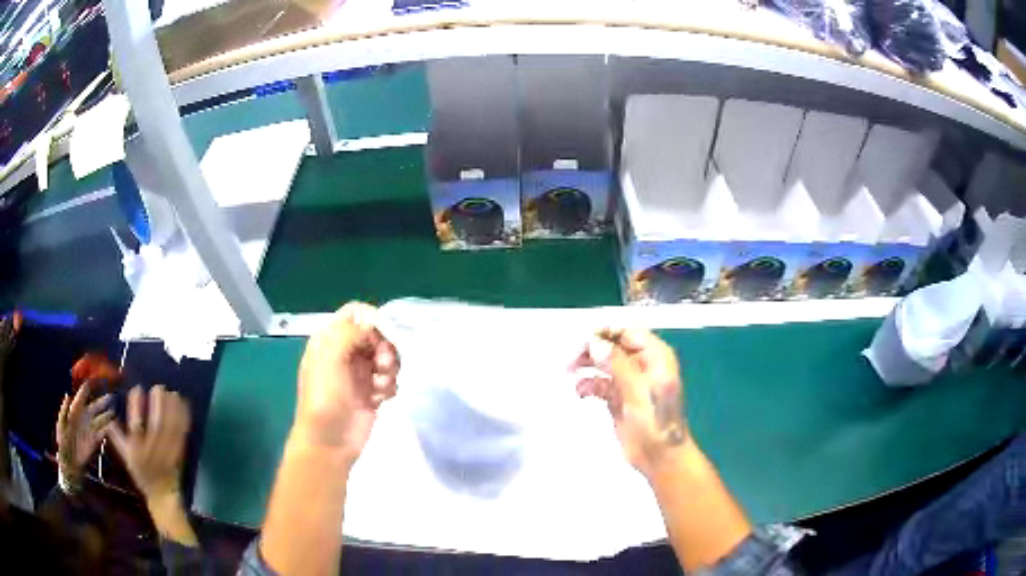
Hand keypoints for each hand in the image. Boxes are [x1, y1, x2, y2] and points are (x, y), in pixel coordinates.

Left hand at [56, 379, 113, 481]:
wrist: (70, 463)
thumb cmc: (63, 442)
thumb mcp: (61, 425)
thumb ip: (64, 410)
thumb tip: (68, 395)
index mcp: (75, 410)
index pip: (82, 395)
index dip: (88, 387)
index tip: (96, 379)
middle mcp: (84, 417)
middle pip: (95, 406)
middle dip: (103, 401)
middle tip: (111, 396)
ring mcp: (90, 429)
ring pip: (100, 419)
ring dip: (107, 415)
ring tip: (114, 410)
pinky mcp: (95, 441)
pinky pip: (102, 433)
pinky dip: (108, 429)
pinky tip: (113, 426)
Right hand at [106, 385, 190, 503]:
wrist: (161, 495)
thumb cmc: (141, 473)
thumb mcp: (125, 456)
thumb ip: (116, 436)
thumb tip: (107, 415)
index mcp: (136, 450)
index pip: (135, 425)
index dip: (136, 405)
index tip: (137, 388)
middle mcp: (152, 451)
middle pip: (156, 425)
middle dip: (158, 404)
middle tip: (158, 387)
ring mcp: (167, 453)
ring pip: (171, 428)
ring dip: (172, 408)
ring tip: (172, 392)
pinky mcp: (179, 454)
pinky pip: (182, 434)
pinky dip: (183, 418)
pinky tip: (184, 405)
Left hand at [293, 302, 399, 464]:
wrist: (329, 442)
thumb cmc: (324, 398)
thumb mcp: (330, 358)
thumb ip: (350, 333)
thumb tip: (373, 321)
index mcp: (329, 339)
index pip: (355, 313)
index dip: (371, 320)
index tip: (381, 336)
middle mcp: (345, 352)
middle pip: (376, 334)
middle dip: (385, 347)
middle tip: (382, 365)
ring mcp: (360, 373)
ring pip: (386, 356)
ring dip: (389, 369)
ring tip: (381, 387)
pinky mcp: (373, 392)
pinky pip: (390, 379)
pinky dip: (389, 386)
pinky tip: (380, 399)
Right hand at [572, 328, 688, 477]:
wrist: (660, 457)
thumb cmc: (656, 422)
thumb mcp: (638, 390)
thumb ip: (617, 364)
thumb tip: (595, 343)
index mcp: (655, 357)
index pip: (628, 332)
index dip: (606, 332)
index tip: (582, 337)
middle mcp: (642, 365)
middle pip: (613, 346)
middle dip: (592, 349)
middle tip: (571, 356)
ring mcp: (630, 382)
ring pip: (604, 363)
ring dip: (587, 365)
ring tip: (569, 370)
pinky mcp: (619, 399)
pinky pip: (600, 383)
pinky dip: (589, 385)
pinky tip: (580, 391)